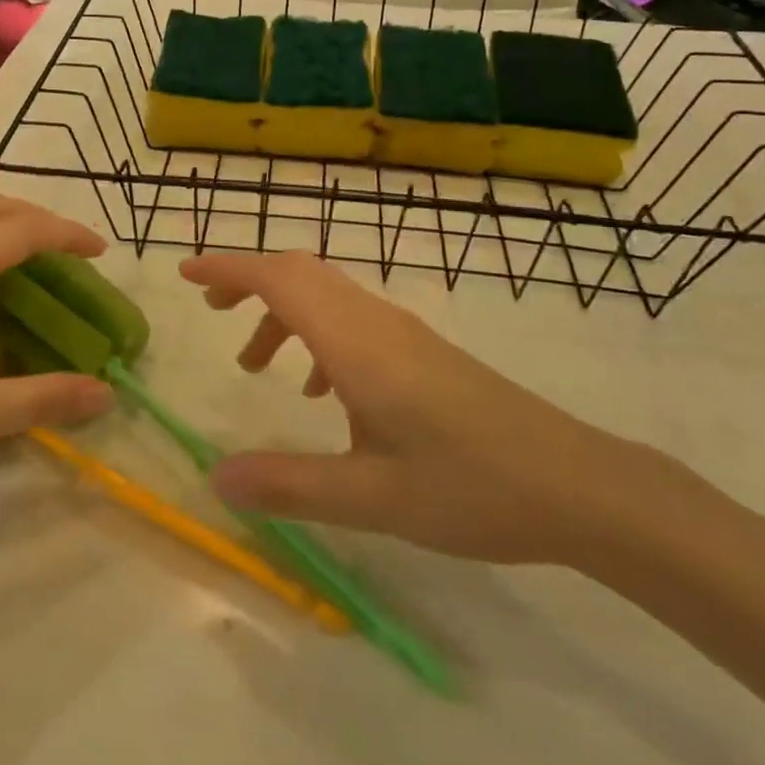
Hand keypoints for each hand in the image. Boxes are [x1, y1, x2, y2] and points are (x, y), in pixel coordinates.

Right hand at [181, 252, 647, 567]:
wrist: (578, 485)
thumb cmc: (472, 486)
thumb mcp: (372, 496)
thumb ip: (289, 485)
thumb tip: (215, 478)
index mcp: (356, 343)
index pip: (279, 279)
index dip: (228, 268)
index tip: (187, 274)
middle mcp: (376, 323)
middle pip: (301, 273)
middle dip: (249, 282)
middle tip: (212, 314)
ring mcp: (404, 334)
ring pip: (328, 296)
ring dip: (283, 313)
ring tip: (257, 366)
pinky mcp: (423, 353)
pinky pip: (353, 322)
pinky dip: (318, 336)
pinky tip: (323, 395)